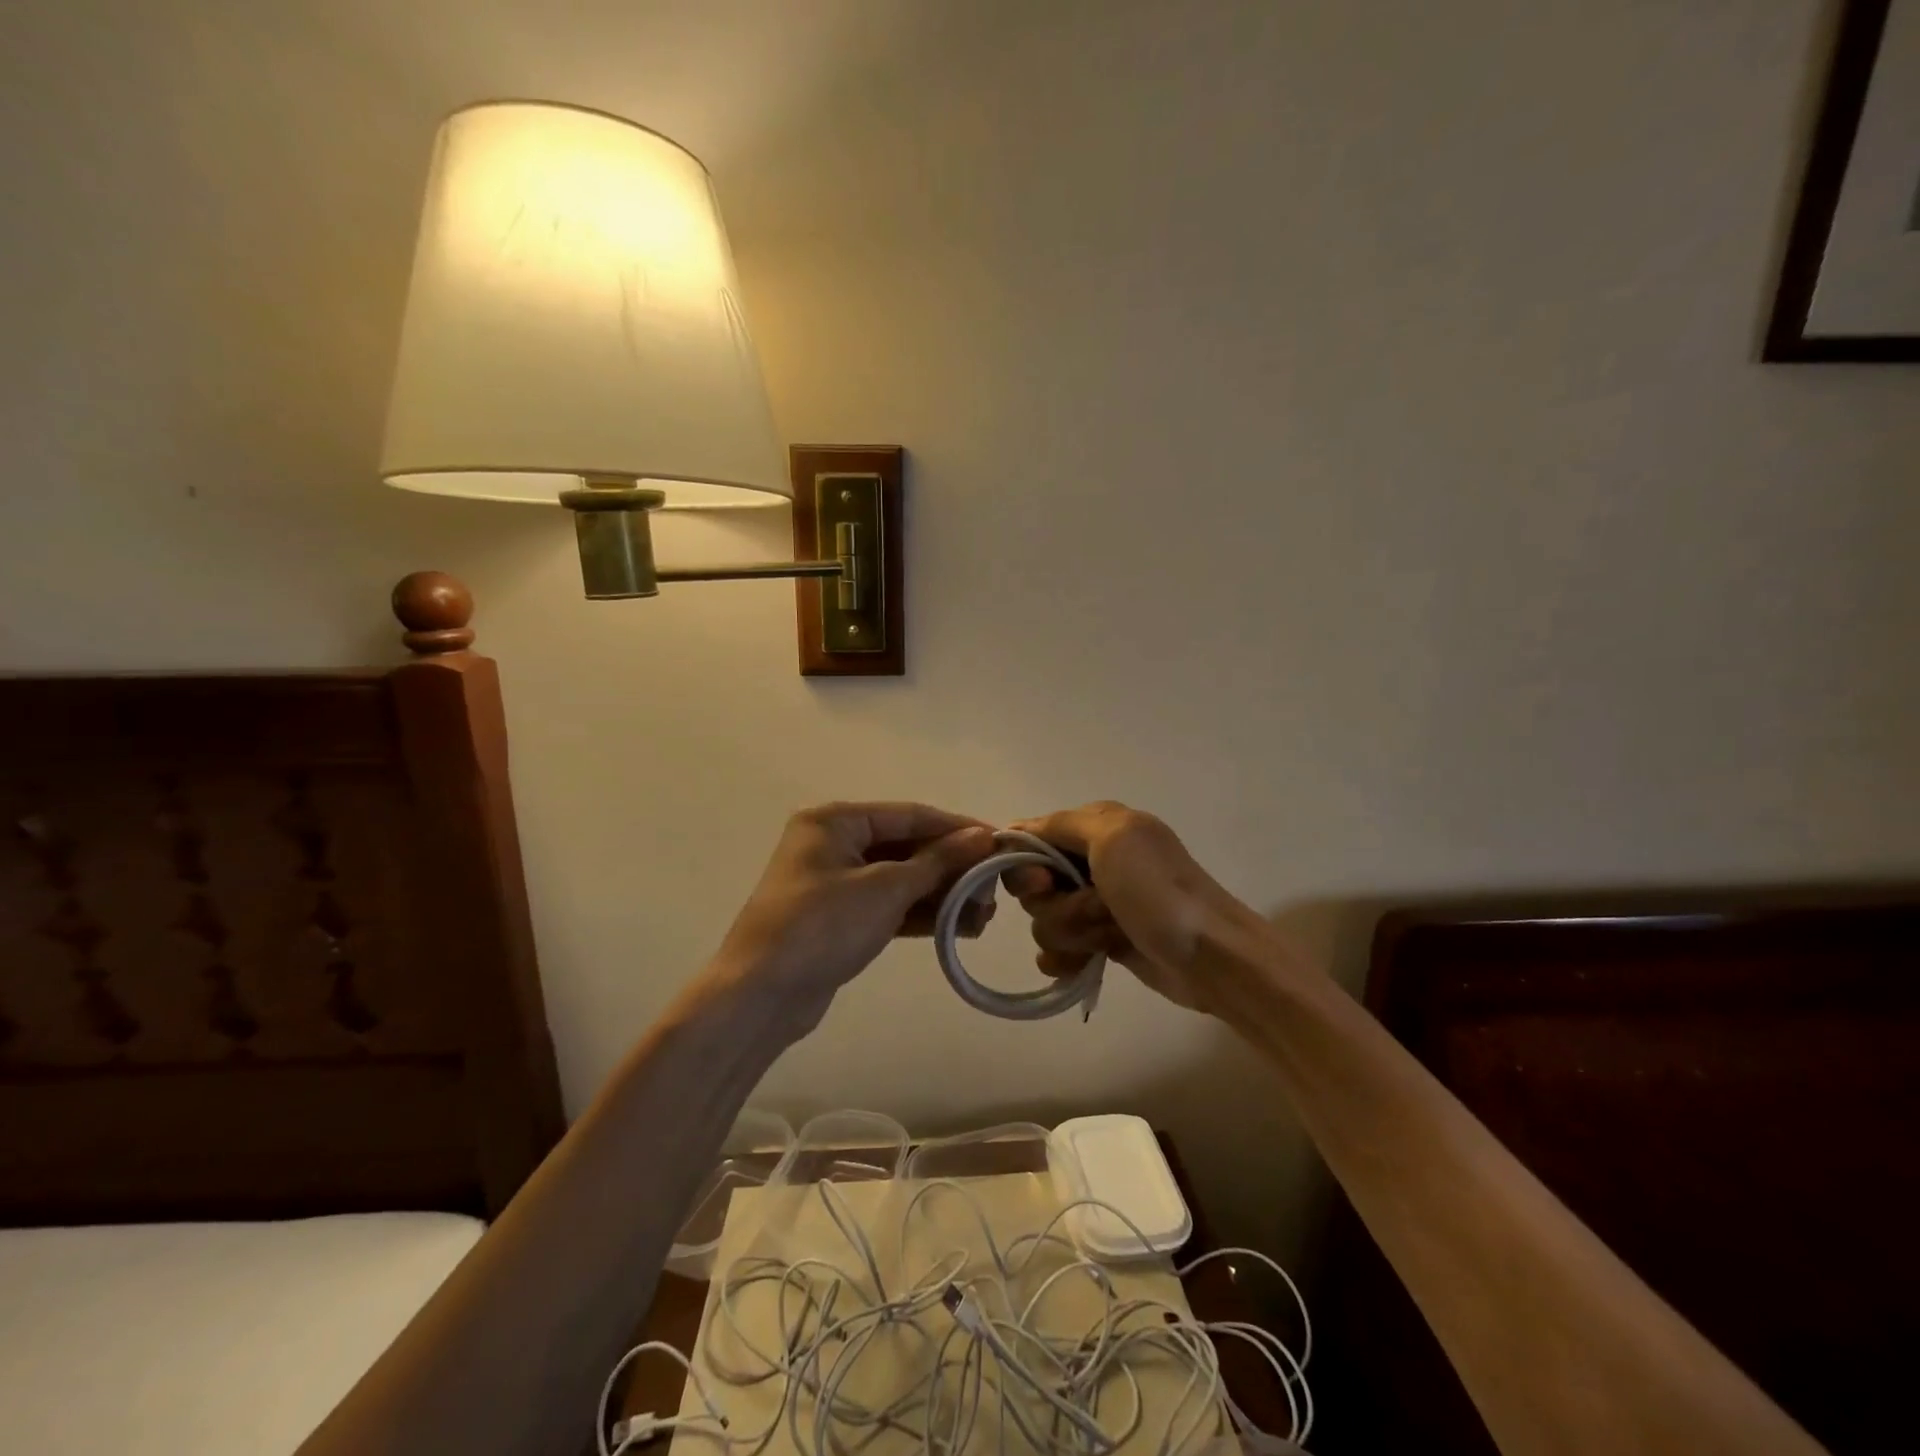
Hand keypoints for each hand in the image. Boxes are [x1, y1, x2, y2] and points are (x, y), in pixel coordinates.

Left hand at [706, 802, 996, 1036]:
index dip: (957, 828)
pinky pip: (890, 906)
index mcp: (836, 820)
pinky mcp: (841, 919)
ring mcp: (836, 883)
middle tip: (994, 889)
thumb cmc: (821, 925)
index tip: (1001, 842)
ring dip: (942, 894)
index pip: (910, 815)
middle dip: (952, 868)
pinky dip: (922, 914)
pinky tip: (961, 928)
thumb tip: (983, 836)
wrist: (760, 996)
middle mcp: (835, 843)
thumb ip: (936, 861)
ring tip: (986, 915)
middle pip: (907, 847)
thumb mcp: (884, 888)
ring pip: (901, 879)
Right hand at [1004, 801, 1260, 1013]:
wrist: (1210, 956)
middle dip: (1055, 904)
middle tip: (1094, 909)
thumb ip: (1060, 825)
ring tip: (1108, 936)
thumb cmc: (1158, 892)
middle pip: (1032, 885)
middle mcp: (1091, 861)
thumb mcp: (1112, 838)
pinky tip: (1086, 964)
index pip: (1030, 840)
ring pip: (1044, 920)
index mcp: (1096, 827)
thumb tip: (1013, 829)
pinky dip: (1068, 959)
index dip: (1028, 865)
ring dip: (1072, 932)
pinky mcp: (1101, 941)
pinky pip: (1057, 950)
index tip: (1045, 883)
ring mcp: (1095, 904)